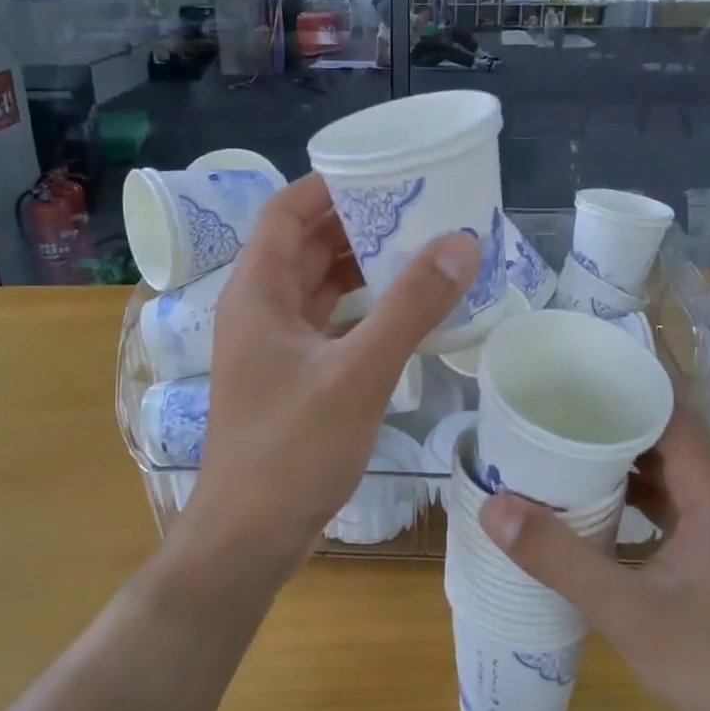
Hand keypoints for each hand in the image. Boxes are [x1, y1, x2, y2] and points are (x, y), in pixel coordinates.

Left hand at [188, 173, 476, 566]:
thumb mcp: (357, 375)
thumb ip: (409, 308)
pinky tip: (405, 312)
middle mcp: (260, 310)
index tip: (386, 173)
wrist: (249, 537)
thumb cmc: (291, 451)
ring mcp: (274, 347)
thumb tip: (460, 243)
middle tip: (419, 209)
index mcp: (258, 292)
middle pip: (306, 245)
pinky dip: (364, 309)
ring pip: (319, 286)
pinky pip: (330, 324)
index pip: (287, 212)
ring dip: (363, 267)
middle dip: (358, 223)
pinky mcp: (293, 378)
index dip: (331, 185)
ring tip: (421, 250)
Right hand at [479, 412, 709, 710]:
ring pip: (663, 471)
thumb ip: (562, 560)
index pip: (661, 406)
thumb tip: (494, 508)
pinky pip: (670, 503)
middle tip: (538, 418)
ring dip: (614, 464)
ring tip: (552, 455)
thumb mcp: (633, 615)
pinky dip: (631, 499)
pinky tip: (591, 513)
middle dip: (600, 423)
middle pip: (658, 434)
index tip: (557, 382)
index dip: (611, 387)